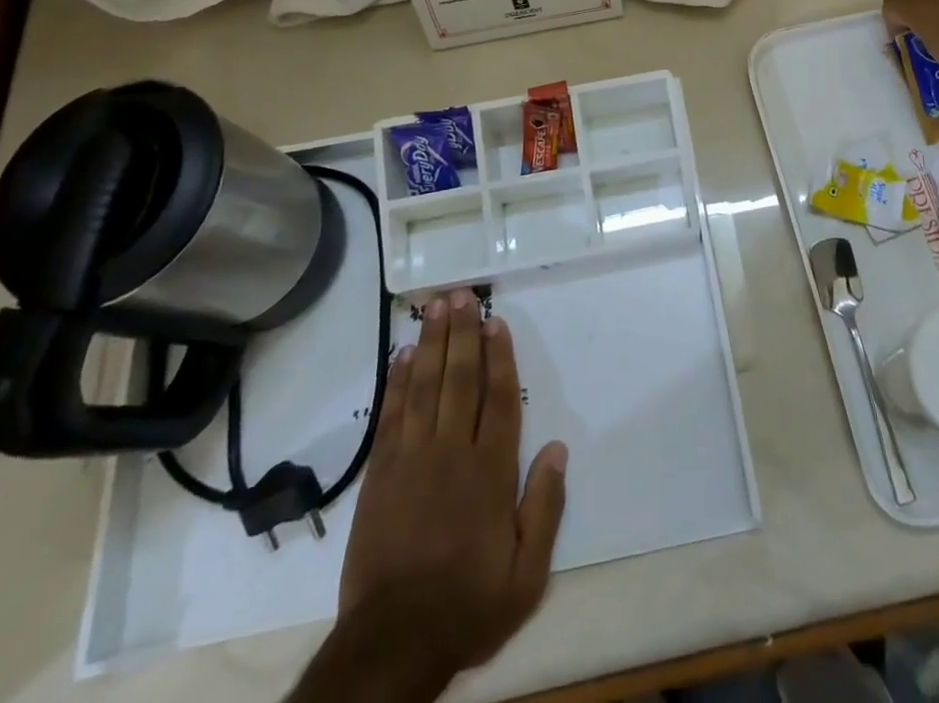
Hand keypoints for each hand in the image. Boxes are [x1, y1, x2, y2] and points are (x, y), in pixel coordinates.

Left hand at [296, 289, 567, 702]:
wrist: (392, 643)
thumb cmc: (468, 604)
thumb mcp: (527, 574)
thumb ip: (545, 507)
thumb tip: (558, 448)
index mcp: (490, 472)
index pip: (498, 398)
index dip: (498, 356)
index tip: (495, 322)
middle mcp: (452, 453)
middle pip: (459, 380)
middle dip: (462, 333)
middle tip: (461, 294)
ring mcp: (412, 460)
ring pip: (425, 387)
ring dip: (431, 343)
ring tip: (434, 306)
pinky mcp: (380, 474)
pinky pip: (391, 415)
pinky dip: (397, 382)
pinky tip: (402, 355)